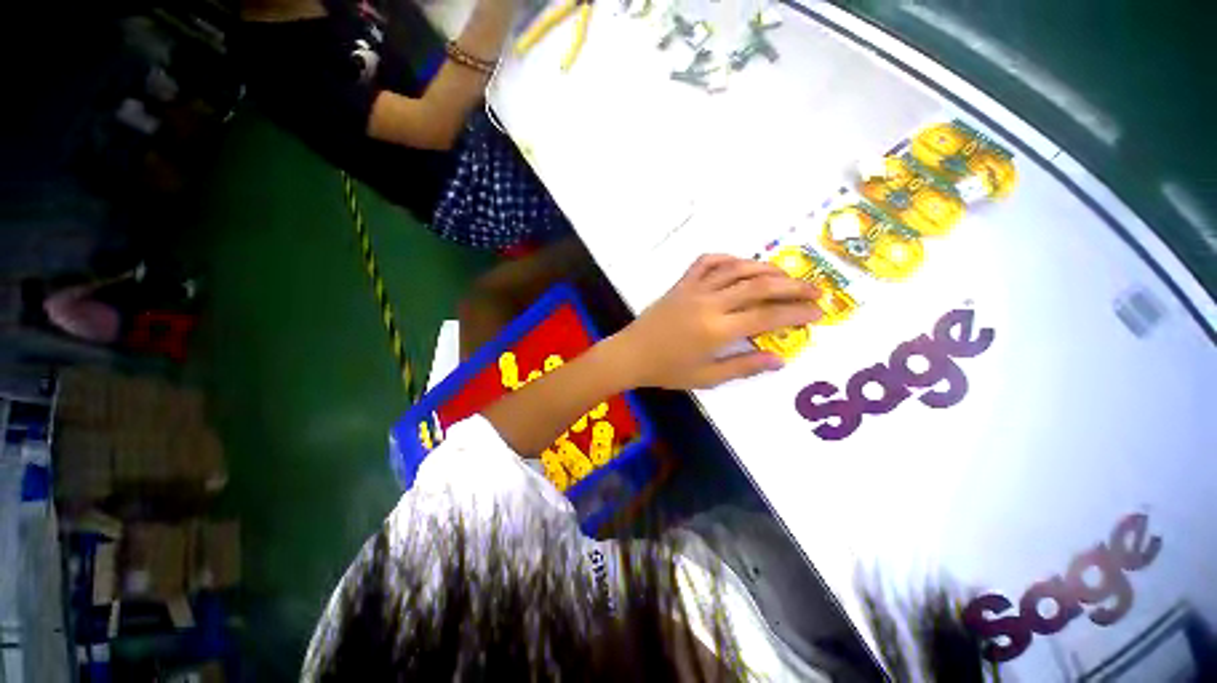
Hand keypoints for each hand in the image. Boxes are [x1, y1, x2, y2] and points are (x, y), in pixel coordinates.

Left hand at [609, 254, 822, 389]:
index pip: (767, 317)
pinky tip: (741, 263)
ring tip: (786, 275)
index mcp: (717, 330)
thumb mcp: (707, 378)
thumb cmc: (667, 370)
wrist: (631, 354)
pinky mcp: (681, 284)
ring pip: (736, 269)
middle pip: (759, 287)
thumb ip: (744, 366)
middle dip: (793, 286)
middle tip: (817, 289)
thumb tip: (780, 360)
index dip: (796, 313)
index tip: (818, 312)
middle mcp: (709, 303)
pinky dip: (727, 258)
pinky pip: (706, 262)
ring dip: (766, 268)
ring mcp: (694, 289)